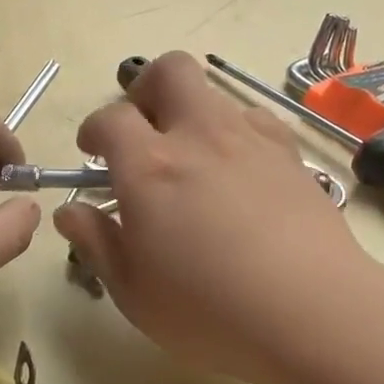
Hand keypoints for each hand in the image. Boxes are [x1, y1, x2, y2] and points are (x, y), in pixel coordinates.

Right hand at [53, 52, 372, 383]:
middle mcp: (199, 136)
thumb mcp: (133, 290)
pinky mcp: (291, 156)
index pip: (110, 117)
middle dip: (145, 88)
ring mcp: (251, 140)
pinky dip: (236, 134)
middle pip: (169, 70)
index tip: (92, 151)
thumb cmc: (209, 310)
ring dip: (193, 114)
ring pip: (215, 95)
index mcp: (150, 167)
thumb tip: (68, 211)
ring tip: (193, 161)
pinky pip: (256, 121)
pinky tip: (239, 174)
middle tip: (142, 129)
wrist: (314, 313)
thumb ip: (96, 242)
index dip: (94, 129)